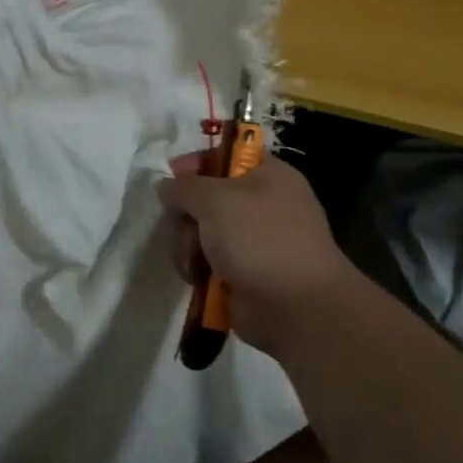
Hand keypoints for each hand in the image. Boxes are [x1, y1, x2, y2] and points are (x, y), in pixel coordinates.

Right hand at [159, 153, 357, 358]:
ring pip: (201, 230)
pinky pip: (207, 259)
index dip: (197, 162)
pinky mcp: (242, 272)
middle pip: (206, 196)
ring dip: (188, 244)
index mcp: (268, 175)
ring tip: (193, 261)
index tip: (174, 176)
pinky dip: (198, 267)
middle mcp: (262, 204)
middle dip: (187, 214)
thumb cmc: (260, 239)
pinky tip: (197, 278)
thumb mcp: (216, 199)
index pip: (226, 154)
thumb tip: (166, 185)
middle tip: (184, 226)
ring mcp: (252, 241)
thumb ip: (184, 186)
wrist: (296, 308)